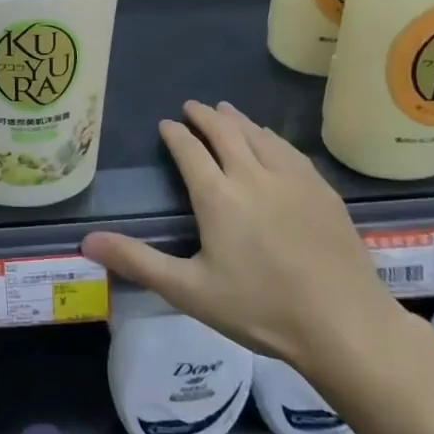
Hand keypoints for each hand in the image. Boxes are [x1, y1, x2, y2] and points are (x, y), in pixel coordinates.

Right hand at [82, 100, 400, 372]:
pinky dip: (271, 137)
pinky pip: (289, 150)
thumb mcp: (190, 291)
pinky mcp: (322, 190)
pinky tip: (271, 139)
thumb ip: (138, 261)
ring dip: (237, 119)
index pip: (190, 150)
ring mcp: (292, 179)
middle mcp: (253, 175)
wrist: (346, 326)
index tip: (166, 124)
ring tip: (225, 111)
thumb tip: (87, 241)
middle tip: (192, 107)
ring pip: (259, 135)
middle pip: (225, 131)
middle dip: (204, 116)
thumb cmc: (261, 310)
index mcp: (218, 196)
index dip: (175, 134)